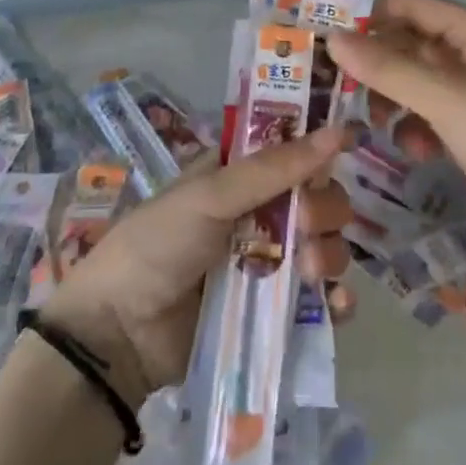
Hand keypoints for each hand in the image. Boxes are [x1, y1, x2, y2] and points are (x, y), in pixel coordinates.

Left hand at [43, 131, 354, 405]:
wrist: (119, 333)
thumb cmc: (159, 244)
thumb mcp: (211, 196)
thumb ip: (275, 168)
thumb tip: (338, 131)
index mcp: (240, 174)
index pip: (296, 152)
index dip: (319, 152)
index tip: (345, 150)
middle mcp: (259, 212)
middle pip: (318, 199)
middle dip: (323, 211)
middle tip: (305, 226)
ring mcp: (268, 263)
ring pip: (324, 247)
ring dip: (329, 254)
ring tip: (309, 272)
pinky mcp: (273, 312)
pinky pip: (318, 301)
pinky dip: (334, 302)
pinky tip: (336, 307)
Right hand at [328, 0, 465, 264]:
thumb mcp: (448, 98)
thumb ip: (389, 68)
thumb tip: (332, 37)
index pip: (410, 6)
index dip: (370, 16)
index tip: (328, 39)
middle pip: (408, 44)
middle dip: (376, 63)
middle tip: (338, 85)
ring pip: (413, 83)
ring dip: (391, 99)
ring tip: (376, 122)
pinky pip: (426, 117)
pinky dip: (413, 128)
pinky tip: (416, 152)